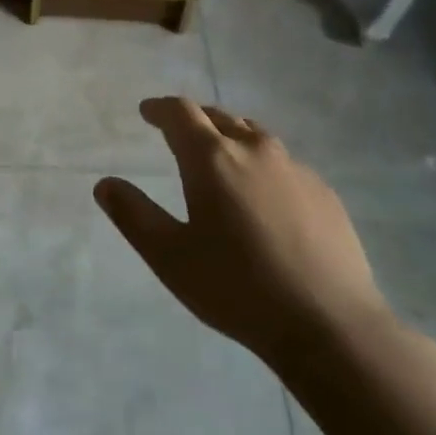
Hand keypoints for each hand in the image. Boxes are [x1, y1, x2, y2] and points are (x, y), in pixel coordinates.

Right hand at [95, 98, 391, 373]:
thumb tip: (105, 184)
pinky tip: (264, 197)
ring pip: (255, 136)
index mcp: (212, 158)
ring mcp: (295, 169)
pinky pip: (284, 164)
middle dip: (195, 119)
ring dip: (230, 137)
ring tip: (221, 157)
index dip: (160, 108)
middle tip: (179, 133)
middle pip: (219, 116)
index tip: (147, 112)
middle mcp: (254, 150)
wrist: (330, 326)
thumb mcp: (169, 256)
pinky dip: (263, 165)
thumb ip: (133, 215)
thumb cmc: (237, 288)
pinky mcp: (325, 193)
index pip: (181, 112)